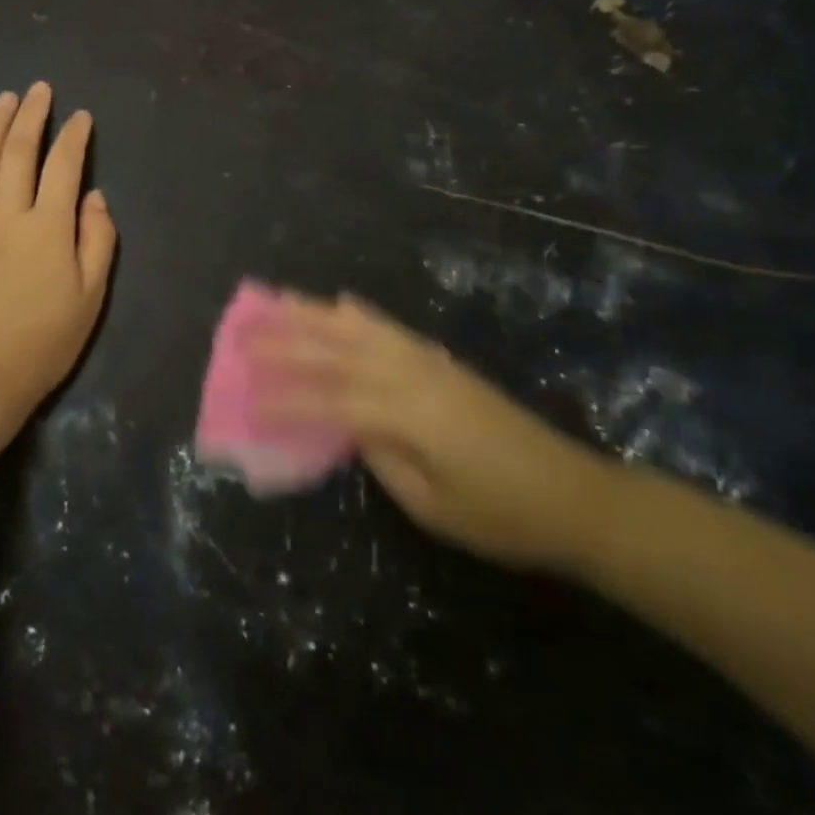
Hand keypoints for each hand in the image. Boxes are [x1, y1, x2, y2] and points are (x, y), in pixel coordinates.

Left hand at [0, 83, 117, 413]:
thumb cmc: (44, 342)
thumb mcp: (91, 296)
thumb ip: (97, 241)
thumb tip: (94, 197)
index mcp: (49, 227)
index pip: (65, 167)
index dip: (74, 137)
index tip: (80, 116)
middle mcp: (9, 215)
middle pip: (19, 153)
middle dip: (32, 116)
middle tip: (39, 89)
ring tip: (4, 99)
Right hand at [256, 293, 617, 572]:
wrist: (572, 493)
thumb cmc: (501, 515)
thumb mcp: (432, 504)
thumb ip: (383, 458)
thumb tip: (349, 426)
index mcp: (405, 413)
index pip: (330, 401)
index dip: (284, 400)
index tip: (244, 398)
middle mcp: (410, 374)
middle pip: (336, 351)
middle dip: (286, 341)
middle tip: (242, 331)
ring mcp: (428, 361)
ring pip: (359, 329)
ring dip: (314, 314)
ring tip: (277, 300)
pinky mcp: (441, 361)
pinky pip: (391, 329)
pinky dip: (361, 313)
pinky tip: (342, 302)